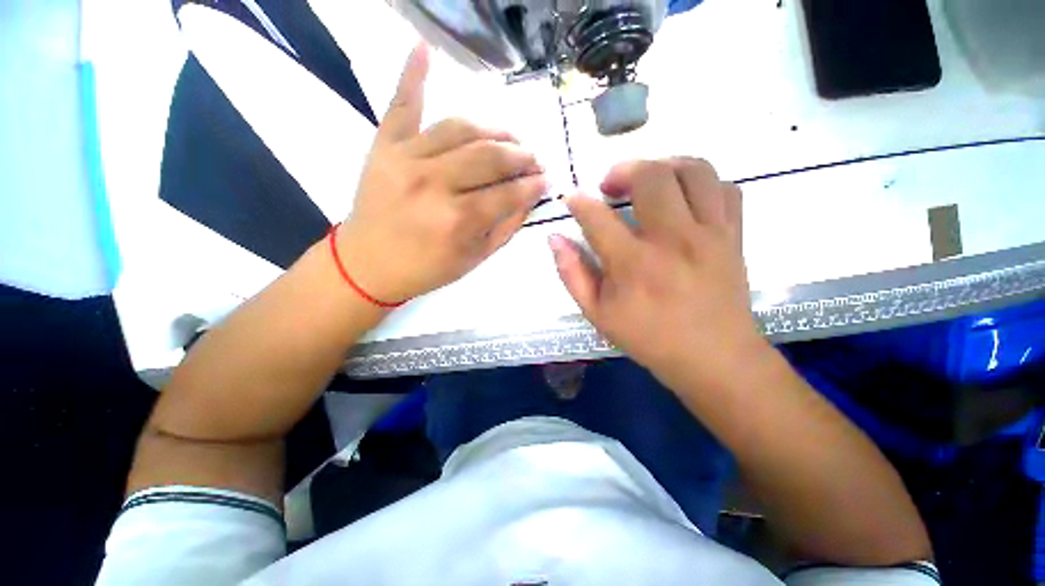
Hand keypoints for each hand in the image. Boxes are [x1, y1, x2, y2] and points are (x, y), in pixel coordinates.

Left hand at [337, 44, 547, 303]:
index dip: (533, 185)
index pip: (509, 193)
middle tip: (534, 159)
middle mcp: (434, 183)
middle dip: (521, 156)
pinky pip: (402, 104)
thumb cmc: (427, 268)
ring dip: (494, 130)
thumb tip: (531, 196)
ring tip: (510, 138)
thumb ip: (507, 227)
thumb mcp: (475, 258)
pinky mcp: (384, 146)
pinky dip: (413, 75)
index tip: (546, 179)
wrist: (367, 264)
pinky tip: (424, 48)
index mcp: (458, 220)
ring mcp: (406, 158)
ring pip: (461, 128)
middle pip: (490, 156)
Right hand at [550, 158, 763, 382]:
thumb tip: (555, 239)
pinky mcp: (733, 235)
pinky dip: (701, 183)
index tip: (572, 197)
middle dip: (622, 169)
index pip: (597, 217)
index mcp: (633, 264)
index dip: (579, 201)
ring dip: (664, 165)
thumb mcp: (597, 314)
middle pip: (651, 176)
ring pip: (693, 170)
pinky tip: (685, 198)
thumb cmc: (649, 338)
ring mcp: (709, 234)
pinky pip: (724, 188)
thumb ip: (572, 274)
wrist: (713, 357)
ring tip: (649, 181)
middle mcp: (672, 240)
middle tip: (611, 186)